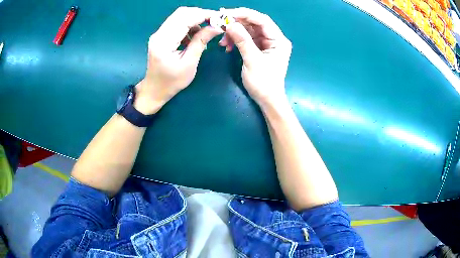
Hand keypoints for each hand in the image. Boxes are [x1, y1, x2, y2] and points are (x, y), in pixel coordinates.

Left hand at [134, 7, 221, 114]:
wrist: (154, 90)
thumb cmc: (172, 82)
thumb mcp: (189, 64)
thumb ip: (201, 42)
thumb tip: (216, 27)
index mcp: (164, 42)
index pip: (185, 18)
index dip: (203, 15)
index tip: (220, 18)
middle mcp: (159, 34)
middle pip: (182, 13)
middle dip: (200, 15)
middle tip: (215, 23)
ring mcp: (159, 33)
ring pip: (180, 16)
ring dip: (195, 20)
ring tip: (206, 32)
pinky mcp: (161, 35)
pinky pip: (177, 23)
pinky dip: (189, 26)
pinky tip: (195, 36)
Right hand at [221, 8, 291, 107]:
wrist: (267, 100)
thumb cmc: (263, 83)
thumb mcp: (252, 60)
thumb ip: (242, 40)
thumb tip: (230, 24)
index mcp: (278, 40)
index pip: (262, 20)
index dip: (245, 14)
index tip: (227, 14)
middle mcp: (274, 39)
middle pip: (255, 24)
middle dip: (237, 23)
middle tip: (221, 24)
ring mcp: (266, 44)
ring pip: (249, 31)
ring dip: (234, 33)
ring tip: (223, 41)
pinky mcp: (259, 49)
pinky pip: (246, 39)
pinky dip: (236, 41)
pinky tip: (227, 46)